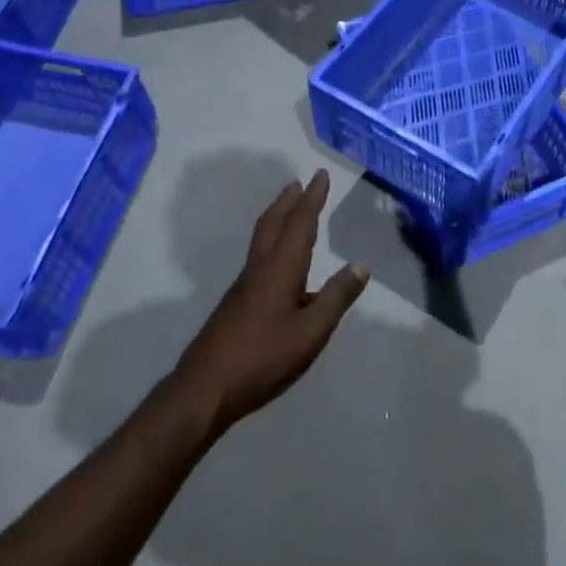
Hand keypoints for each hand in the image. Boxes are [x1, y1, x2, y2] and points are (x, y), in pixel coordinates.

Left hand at [174, 170, 368, 433]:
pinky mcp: (236, 304)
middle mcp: (259, 270)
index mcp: (280, 270)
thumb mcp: (311, 331)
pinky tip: (280, 262)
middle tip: (299, 183)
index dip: (312, 199)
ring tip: (289, 209)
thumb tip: (361, 265)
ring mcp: (243, 287)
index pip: (299, 224)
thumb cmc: (263, 358)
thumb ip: (336, 298)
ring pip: (262, 240)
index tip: (320, 175)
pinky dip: (271, 241)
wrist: (204, 390)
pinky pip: (258, 258)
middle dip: (288, 201)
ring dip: (277, 218)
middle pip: (272, 224)